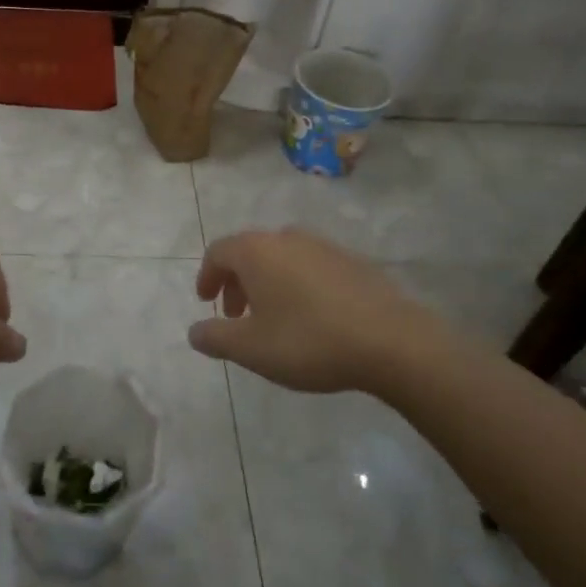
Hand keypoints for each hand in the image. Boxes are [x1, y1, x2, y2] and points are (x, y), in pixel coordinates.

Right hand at [188, 229, 432, 393]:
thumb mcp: (252, 349)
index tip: (206, 302)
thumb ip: (216, 338)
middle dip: (236, 282)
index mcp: (257, 251)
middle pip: (249, 251)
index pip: (218, 252)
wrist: (391, 340)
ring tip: (272, 318)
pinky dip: (296, 284)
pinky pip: (309, 266)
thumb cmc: (309, 340)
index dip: (207, 276)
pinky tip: (310, 316)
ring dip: (267, 283)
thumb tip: (194, 332)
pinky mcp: (351, 260)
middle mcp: (286, 237)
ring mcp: (322, 245)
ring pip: (281, 257)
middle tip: (235, 316)